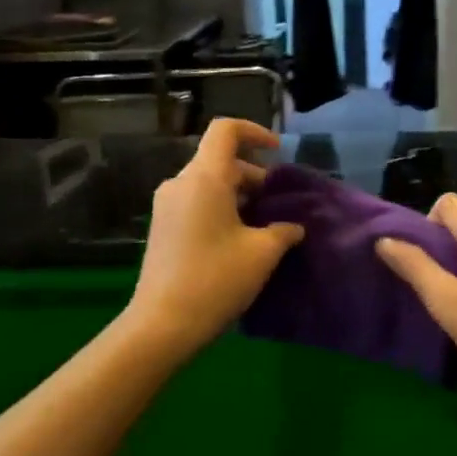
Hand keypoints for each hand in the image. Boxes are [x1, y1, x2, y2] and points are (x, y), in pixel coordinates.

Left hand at [127, 118, 304, 357]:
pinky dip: (220, 208)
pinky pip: (195, 202)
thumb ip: (283, 231)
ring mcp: (166, 206)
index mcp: (204, 178)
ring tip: (263, 223)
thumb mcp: (262, 253)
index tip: (277, 151)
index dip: (254, 132)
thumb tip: (294, 227)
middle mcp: (180, 184)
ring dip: (238, 194)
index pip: (226, 131)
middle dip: (253, 174)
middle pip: (219, 160)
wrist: (162, 324)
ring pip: (208, 183)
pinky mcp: (162, 228)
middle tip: (278, 202)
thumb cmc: (216, 279)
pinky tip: (238, 239)